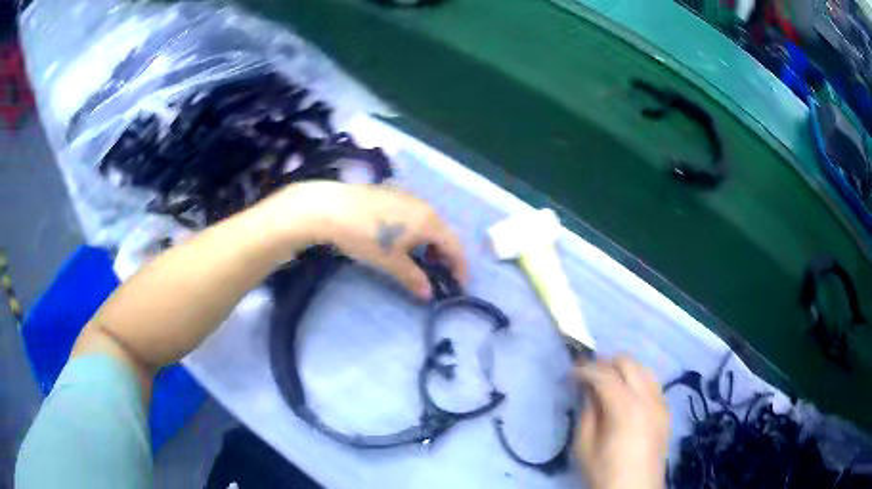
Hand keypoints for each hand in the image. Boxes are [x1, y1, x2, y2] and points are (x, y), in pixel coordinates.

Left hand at [256, 181, 466, 299]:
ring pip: (429, 223)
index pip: (455, 246)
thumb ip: (413, 278)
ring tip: (420, 261)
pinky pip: (414, 215)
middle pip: (444, 233)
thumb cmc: (365, 237)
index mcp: (429, 221)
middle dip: (445, 256)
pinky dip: (417, 232)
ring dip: (431, 244)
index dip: (460, 267)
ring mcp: (407, 197)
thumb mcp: (390, 262)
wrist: (331, 208)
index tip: (459, 286)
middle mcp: (424, 205)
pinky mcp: (391, 194)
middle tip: (439, 275)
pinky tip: (401, 241)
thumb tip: (429, 294)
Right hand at [574, 355, 669, 488]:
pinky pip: (653, 384)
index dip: (585, 369)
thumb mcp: (585, 445)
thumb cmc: (605, 472)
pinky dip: (638, 380)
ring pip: (644, 368)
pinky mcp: (665, 411)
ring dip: (625, 369)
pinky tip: (627, 395)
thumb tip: (588, 390)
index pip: (604, 375)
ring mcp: (660, 402)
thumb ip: (587, 412)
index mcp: (626, 407)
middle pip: (629, 362)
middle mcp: (647, 397)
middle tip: (589, 373)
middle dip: (606, 363)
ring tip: (608, 381)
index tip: (571, 371)